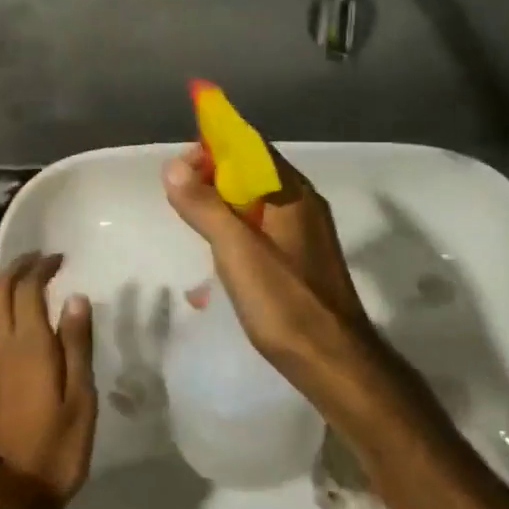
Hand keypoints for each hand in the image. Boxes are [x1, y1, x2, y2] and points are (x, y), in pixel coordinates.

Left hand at [0, 253, 96, 500]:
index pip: (28, 288)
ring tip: (10, 283)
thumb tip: (75, 297)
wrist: (7, 493)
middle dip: (17, 268)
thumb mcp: (81, 397)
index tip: (56, 259)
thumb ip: (76, 344)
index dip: (40, 267)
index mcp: (28, 344)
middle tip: (36, 262)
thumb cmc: (55, 446)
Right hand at [163, 146, 386, 396]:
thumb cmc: (285, 303)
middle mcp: (302, 205)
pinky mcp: (300, 260)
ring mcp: (304, 234)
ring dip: (222, 203)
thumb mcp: (237, 251)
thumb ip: (205, 206)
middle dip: (213, 175)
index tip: (179, 165)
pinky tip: (218, 251)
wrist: (334, 363)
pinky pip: (262, 227)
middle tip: (178, 194)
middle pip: (253, 172)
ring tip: (191, 218)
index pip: (251, 147)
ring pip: (257, 202)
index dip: (214, 145)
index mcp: (292, 194)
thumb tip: (173, 166)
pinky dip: (236, 228)